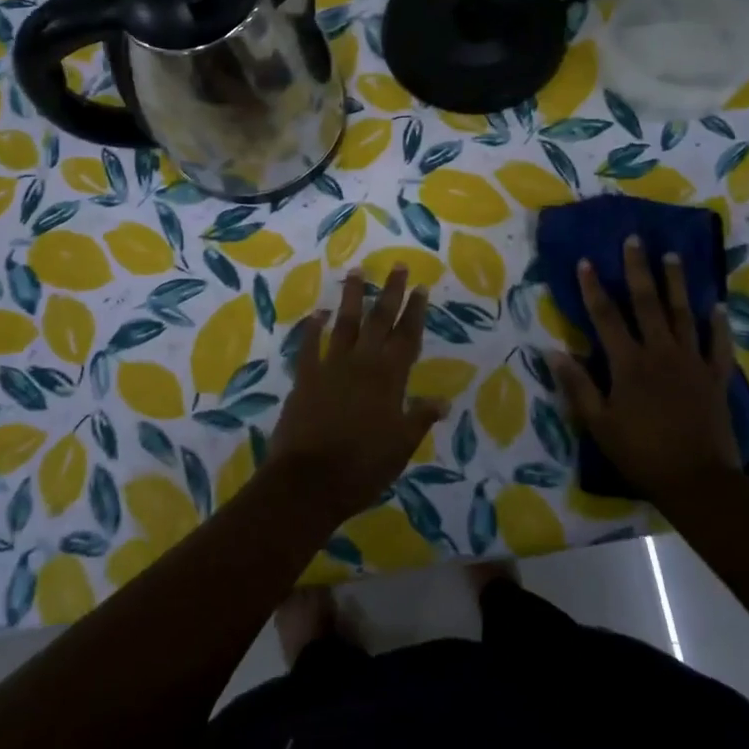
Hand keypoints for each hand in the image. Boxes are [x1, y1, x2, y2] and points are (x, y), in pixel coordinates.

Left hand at [267, 267, 446, 523]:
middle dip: (390, 291)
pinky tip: (317, 313)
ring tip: (356, 271)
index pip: (407, 337)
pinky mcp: (304, 378)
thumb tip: (443, 401)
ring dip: (352, 297)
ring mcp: (330, 367)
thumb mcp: (401, 447)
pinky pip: (309, 346)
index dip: (415, 311)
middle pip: (379, 320)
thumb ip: (420, 418)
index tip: (420, 287)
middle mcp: (362, 363)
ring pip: (344, 324)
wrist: (308, 482)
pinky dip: (313, 328)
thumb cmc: (363, 467)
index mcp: (389, 378)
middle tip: (397, 265)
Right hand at [550, 236, 740, 502]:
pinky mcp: (715, 377)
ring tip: (673, 256)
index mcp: (628, 363)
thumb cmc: (641, 452)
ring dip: (676, 283)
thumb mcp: (598, 424)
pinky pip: (718, 345)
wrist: (697, 481)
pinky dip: (718, 324)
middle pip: (647, 303)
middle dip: (638, 269)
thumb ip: (577, 386)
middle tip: (635, 240)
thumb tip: (552, 351)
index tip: (586, 260)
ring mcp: (691, 362)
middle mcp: (660, 352)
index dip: (593, 287)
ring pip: (683, 314)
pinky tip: (718, 306)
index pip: (605, 316)